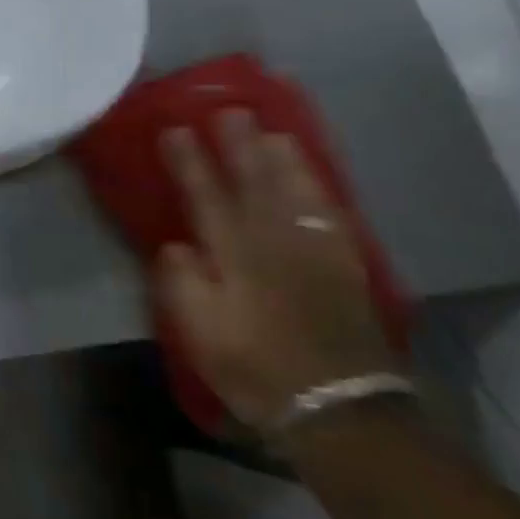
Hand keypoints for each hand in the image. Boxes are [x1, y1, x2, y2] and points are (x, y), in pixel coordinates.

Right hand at [153, 112, 399, 427]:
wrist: (337, 407)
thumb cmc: (255, 368)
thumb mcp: (200, 333)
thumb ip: (183, 283)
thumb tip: (177, 244)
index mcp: (234, 256)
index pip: (206, 197)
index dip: (190, 162)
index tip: (176, 130)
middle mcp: (273, 242)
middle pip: (252, 183)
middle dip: (238, 145)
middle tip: (228, 111)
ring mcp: (312, 250)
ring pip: (293, 190)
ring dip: (280, 158)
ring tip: (270, 129)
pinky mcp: (343, 264)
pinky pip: (328, 212)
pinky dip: (317, 187)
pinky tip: (310, 173)